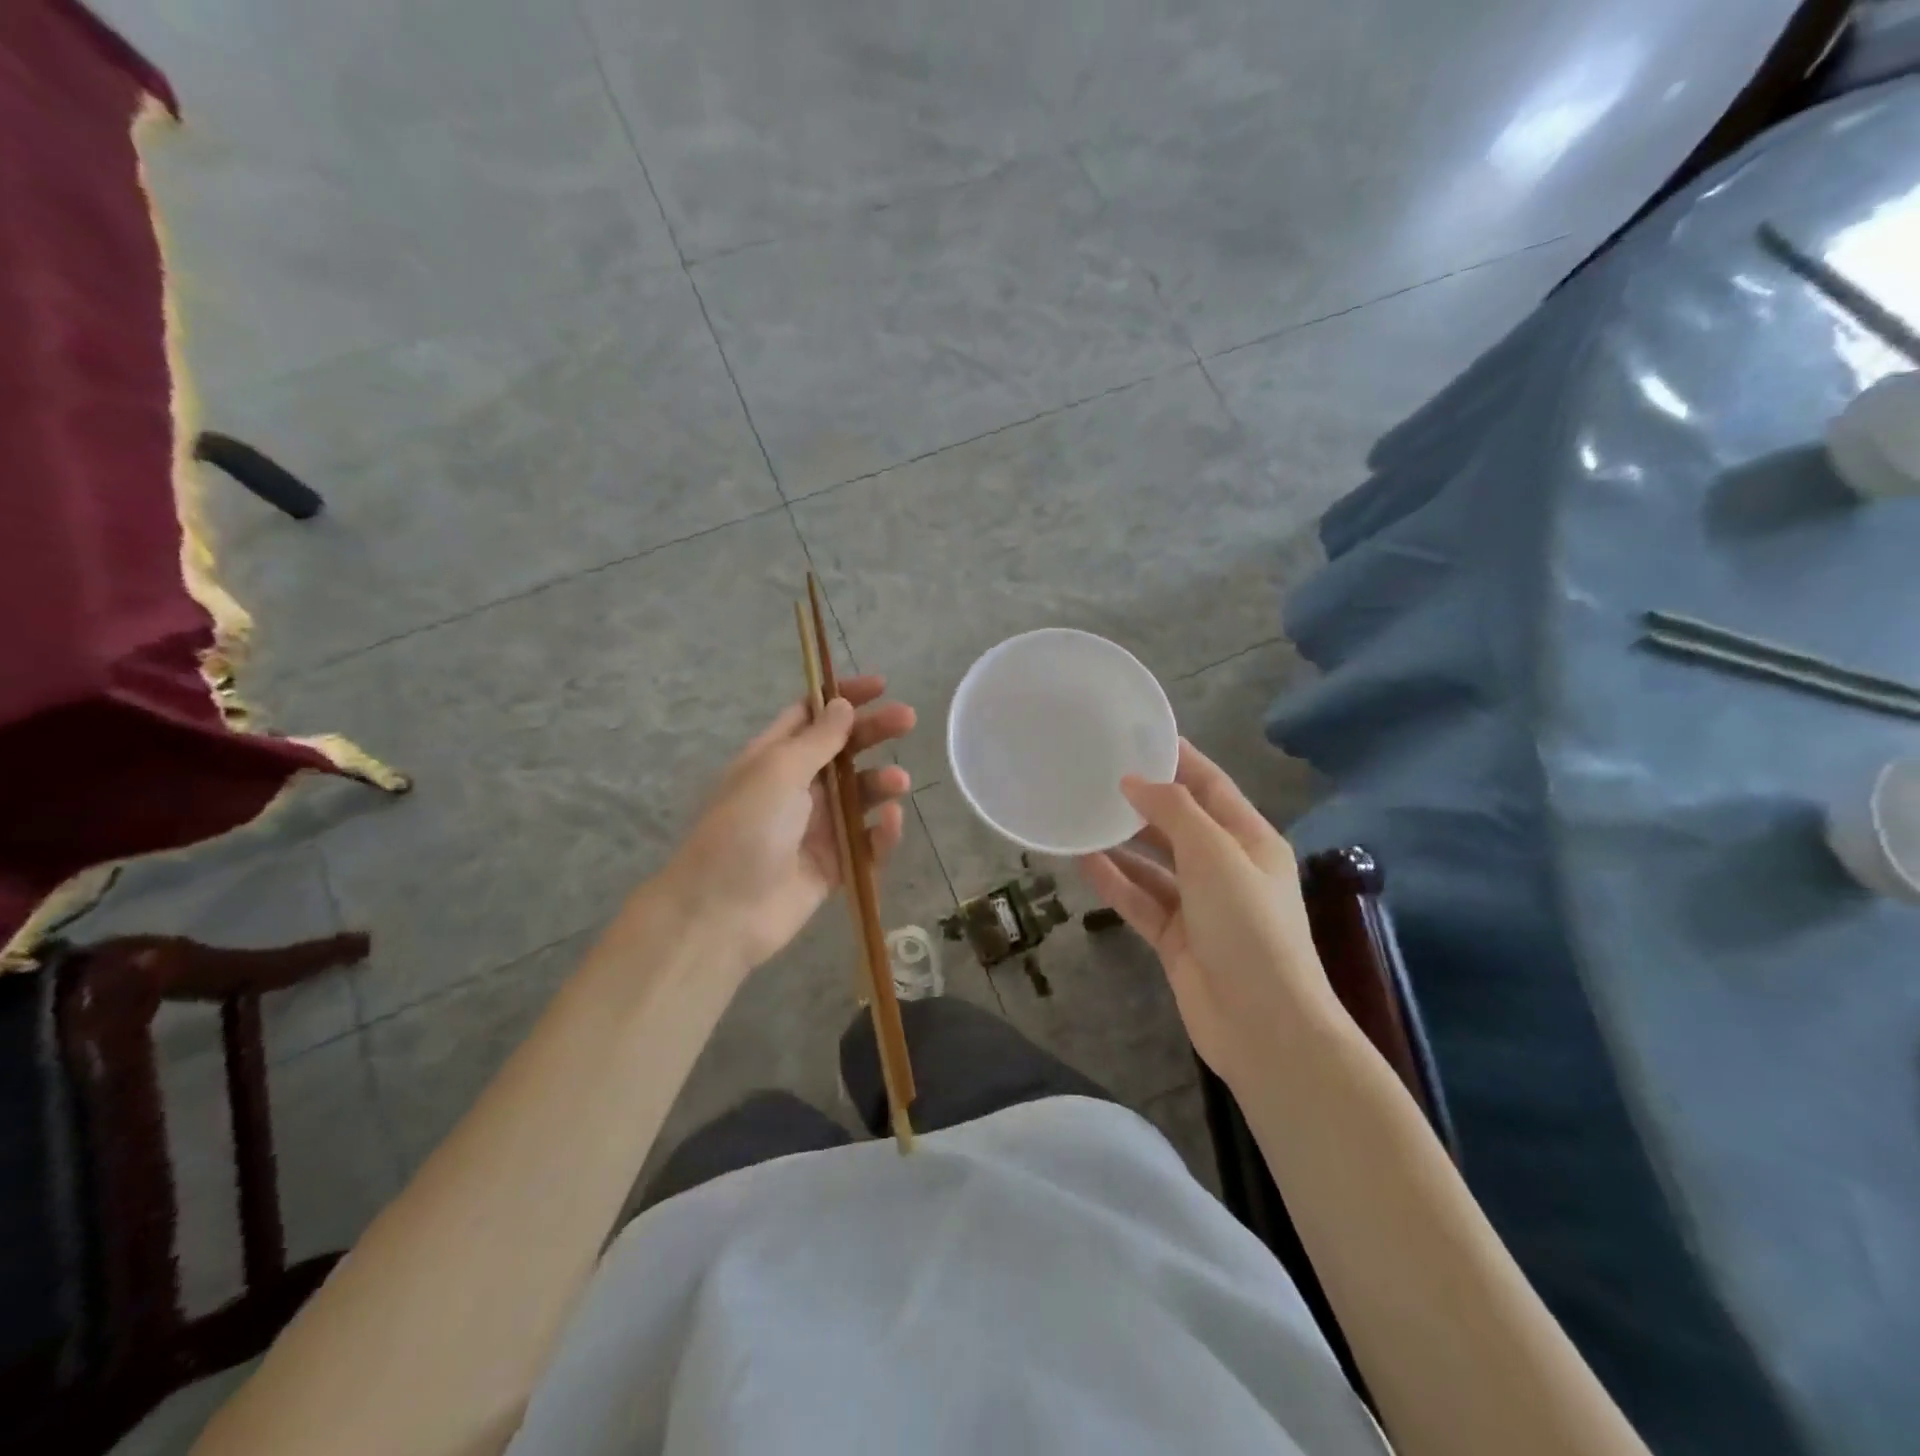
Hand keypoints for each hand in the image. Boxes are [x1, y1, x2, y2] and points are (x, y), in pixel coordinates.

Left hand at [664, 676, 914, 972]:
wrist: (721, 913)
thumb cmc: (744, 829)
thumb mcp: (777, 771)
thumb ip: (817, 739)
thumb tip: (841, 704)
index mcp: (774, 758)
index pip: (811, 715)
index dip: (843, 698)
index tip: (880, 686)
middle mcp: (797, 788)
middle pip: (844, 751)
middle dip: (874, 733)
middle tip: (908, 720)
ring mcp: (817, 827)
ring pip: (860, 796)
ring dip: (881, 783)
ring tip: (898, 782)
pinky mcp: (833, 865)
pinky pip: (866, 842)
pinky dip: (881, 832)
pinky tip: (889, 822)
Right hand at [1076, 740, 1340, 1083]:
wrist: (1263, 1027)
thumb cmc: (1249, 927)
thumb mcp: (1215, 856)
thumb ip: (1174, 812)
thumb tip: (1134, 781)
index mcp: (1249, 840)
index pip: (1210, 785)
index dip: (1178, 758)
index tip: (1137, 734)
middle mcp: (1225, 867)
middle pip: (1178, 822)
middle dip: (1142, 800)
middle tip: (1095, 774)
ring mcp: (1199, 905)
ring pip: (1154, 862)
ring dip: (1122, 842)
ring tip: (1081, 813)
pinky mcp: (1175, 938)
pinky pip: (1140, 898)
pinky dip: (1115, 881)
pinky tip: (1082, 861)